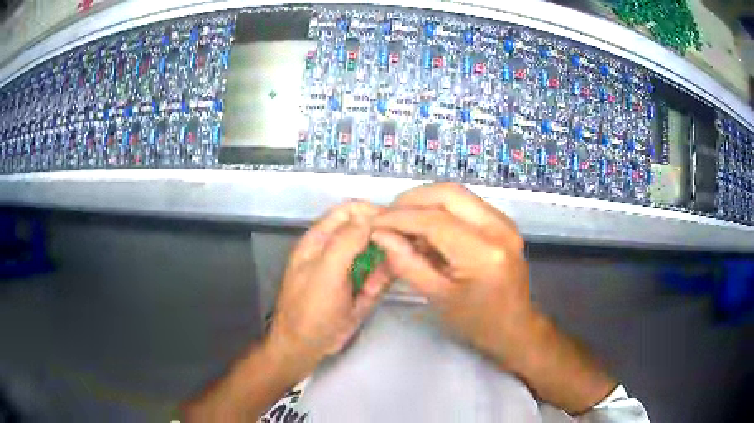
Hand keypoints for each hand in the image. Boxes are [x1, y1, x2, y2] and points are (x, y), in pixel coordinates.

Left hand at [265, 200, 390, 378]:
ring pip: (376, 253)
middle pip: (366, 230)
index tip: (396, 221)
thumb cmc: (310, 309)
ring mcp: (350, 270)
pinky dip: (383, 278)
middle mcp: (336, 250)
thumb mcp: (326, 273)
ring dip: (387, 259)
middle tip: (404, 246)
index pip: (349, 211)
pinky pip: (378, 275)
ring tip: (395, 267)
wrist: (306, 347)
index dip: (371, 211)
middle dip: (385, 236)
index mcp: (320, 239)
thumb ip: (345, 242)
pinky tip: (380, 286)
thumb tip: (368, 216)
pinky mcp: (360, 288)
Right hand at [370, 182, 532, 367]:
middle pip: (447, 193)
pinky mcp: (502, 223)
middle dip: (411, 200)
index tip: (374, 222)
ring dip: (425, 202)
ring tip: (403, 222)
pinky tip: (426, 228)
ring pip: (457, 193)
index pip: (433, 220)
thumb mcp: (438, 299)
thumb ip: (407, 264)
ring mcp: (504, 222)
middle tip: (388, 216)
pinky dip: (441, 209)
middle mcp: (498, 228)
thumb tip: (381, 235)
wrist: (515, 327)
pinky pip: (466, 204)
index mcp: (483, 253)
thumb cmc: (477, 323)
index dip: (399, 218)